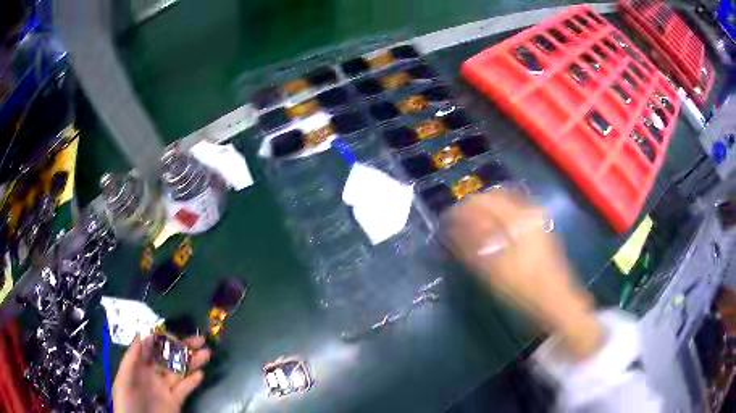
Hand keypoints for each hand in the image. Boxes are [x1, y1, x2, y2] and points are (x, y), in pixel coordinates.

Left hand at [113, 335, 210, 412]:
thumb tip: (142, 335)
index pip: (152, 347)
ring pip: (180, 371)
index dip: (163, 338)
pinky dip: (193, 382)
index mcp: (139, 366)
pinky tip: (201, 375)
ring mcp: (165, 388)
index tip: (174, 330)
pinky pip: (185, 389)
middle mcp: (153, 374)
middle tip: (199, 340)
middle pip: (169, 358)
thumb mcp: (123, 379)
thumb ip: (131, 359)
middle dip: (183, 348)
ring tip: (206, 353)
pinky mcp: (175, 401)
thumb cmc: (126, 401)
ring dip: (193, 362)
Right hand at [443, 191, 601, 359]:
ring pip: (504, 205)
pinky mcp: (538, 229)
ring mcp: (536, 219)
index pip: (482, 201)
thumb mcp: (492, 268)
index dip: (461, 209)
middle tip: (456, 224)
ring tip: (469, 229)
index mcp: (517, 217)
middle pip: (494, 198)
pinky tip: (490, 234)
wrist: (555, 301)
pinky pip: (513, 215)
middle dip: (473, 209)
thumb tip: (452, 226)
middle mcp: (528, 211)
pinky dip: (497, 220)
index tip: (446, 220)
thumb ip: (470, 243)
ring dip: (485, 213)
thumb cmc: (523, 287)